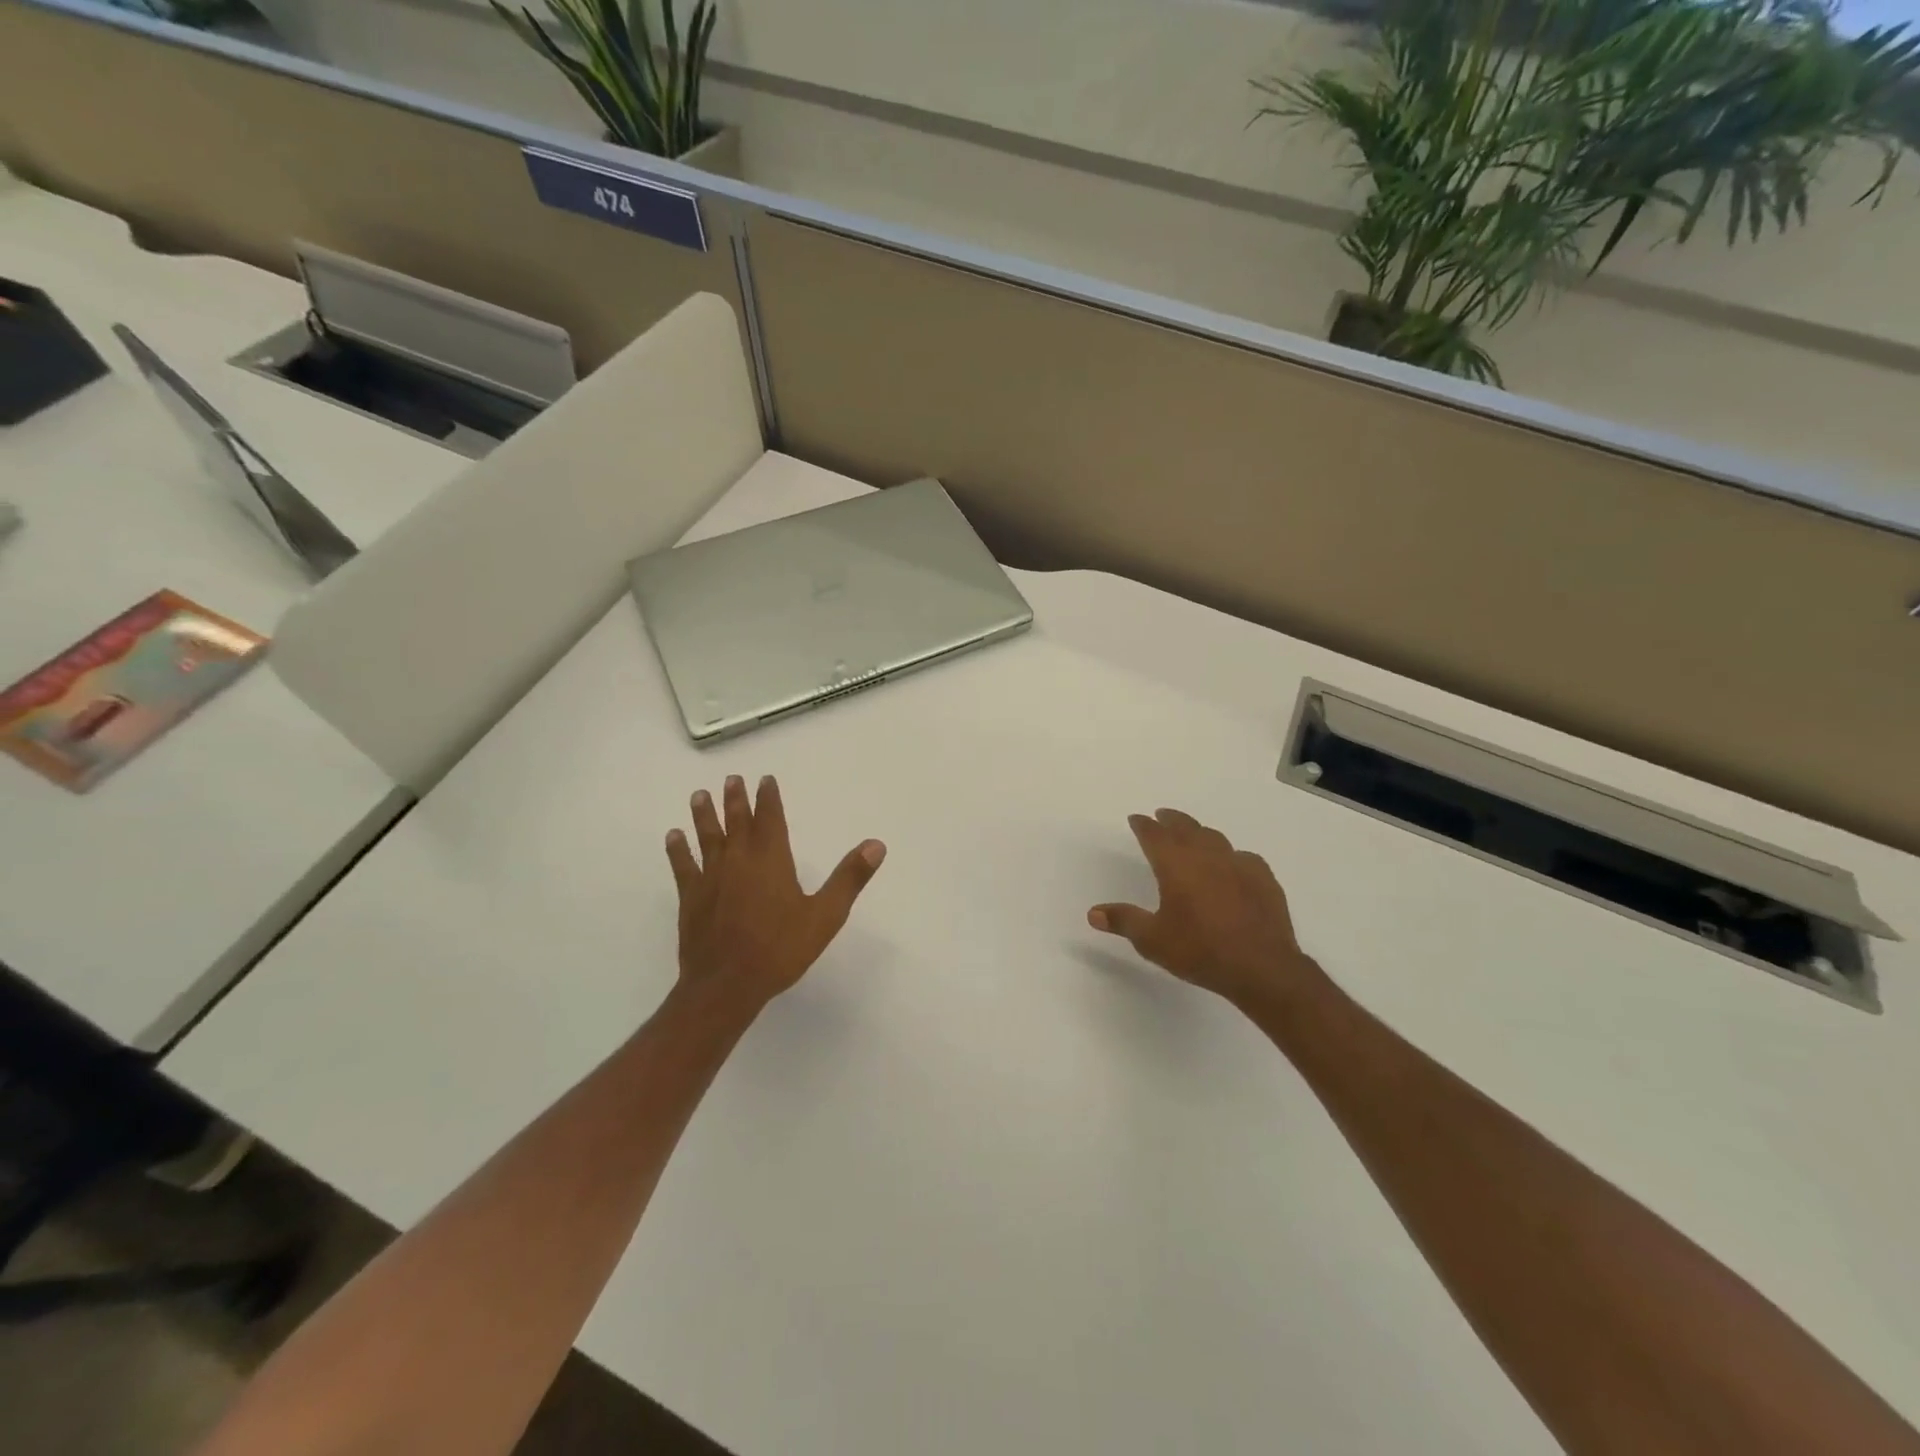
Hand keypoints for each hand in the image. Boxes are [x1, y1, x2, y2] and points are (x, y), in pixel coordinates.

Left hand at [666, 774, 885, 1016]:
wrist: (726, 985)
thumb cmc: (780, 949)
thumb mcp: (825, 915)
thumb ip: (849, 878)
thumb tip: (876, 844)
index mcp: (771, 860)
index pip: (770, 819)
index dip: (768, 798)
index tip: (765, 779)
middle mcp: (739, 860)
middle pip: (737, 822)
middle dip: (736, 799)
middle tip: (732, 778)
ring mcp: (711, 878)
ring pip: (708, 838)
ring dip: (704, 815)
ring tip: (699, 795)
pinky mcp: (691, 898)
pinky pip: (683, 866)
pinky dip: (678, 850)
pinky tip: (672, 837)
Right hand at [1089, 808, 1325, 1012]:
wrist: (1262, 967)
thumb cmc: (1200, 950)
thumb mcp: (1152, 940)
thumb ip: (1123, 921)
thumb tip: (1093, 913)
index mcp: (1176, 865)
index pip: (1154, 835)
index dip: (1144, 825)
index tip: (1136, 819)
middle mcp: (1206, 856)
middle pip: (1186, 828)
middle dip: (1171, 820)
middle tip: (1162, 816)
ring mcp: (1238, 864)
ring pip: (1215, 838)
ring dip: (1200, 832)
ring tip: (1193, 835)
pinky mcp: (1263, 879)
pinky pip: (1243, 857)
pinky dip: (1231, 856)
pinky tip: (1233, 865)